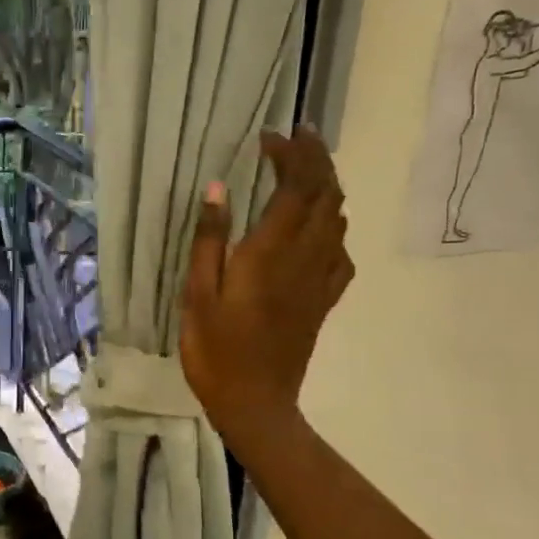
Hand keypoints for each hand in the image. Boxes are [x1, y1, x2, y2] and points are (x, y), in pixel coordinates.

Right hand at [179, 128, 354, 442]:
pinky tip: (316, 228)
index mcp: (272, 252)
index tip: (270, 136)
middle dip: (316, 159)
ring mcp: (321, 279)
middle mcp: (305, 258)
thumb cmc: (216, 350)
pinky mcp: (324, 299)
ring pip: (337, 218)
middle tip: (297, 137)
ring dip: (327, 186)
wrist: (256, 402)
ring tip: (304, 171)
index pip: (296, 187)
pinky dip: (333, 225)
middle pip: (326, 195)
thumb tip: (218, 188)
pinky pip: (340, 251)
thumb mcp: (198, 294)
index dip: (291, 154)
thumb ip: (210, 240)